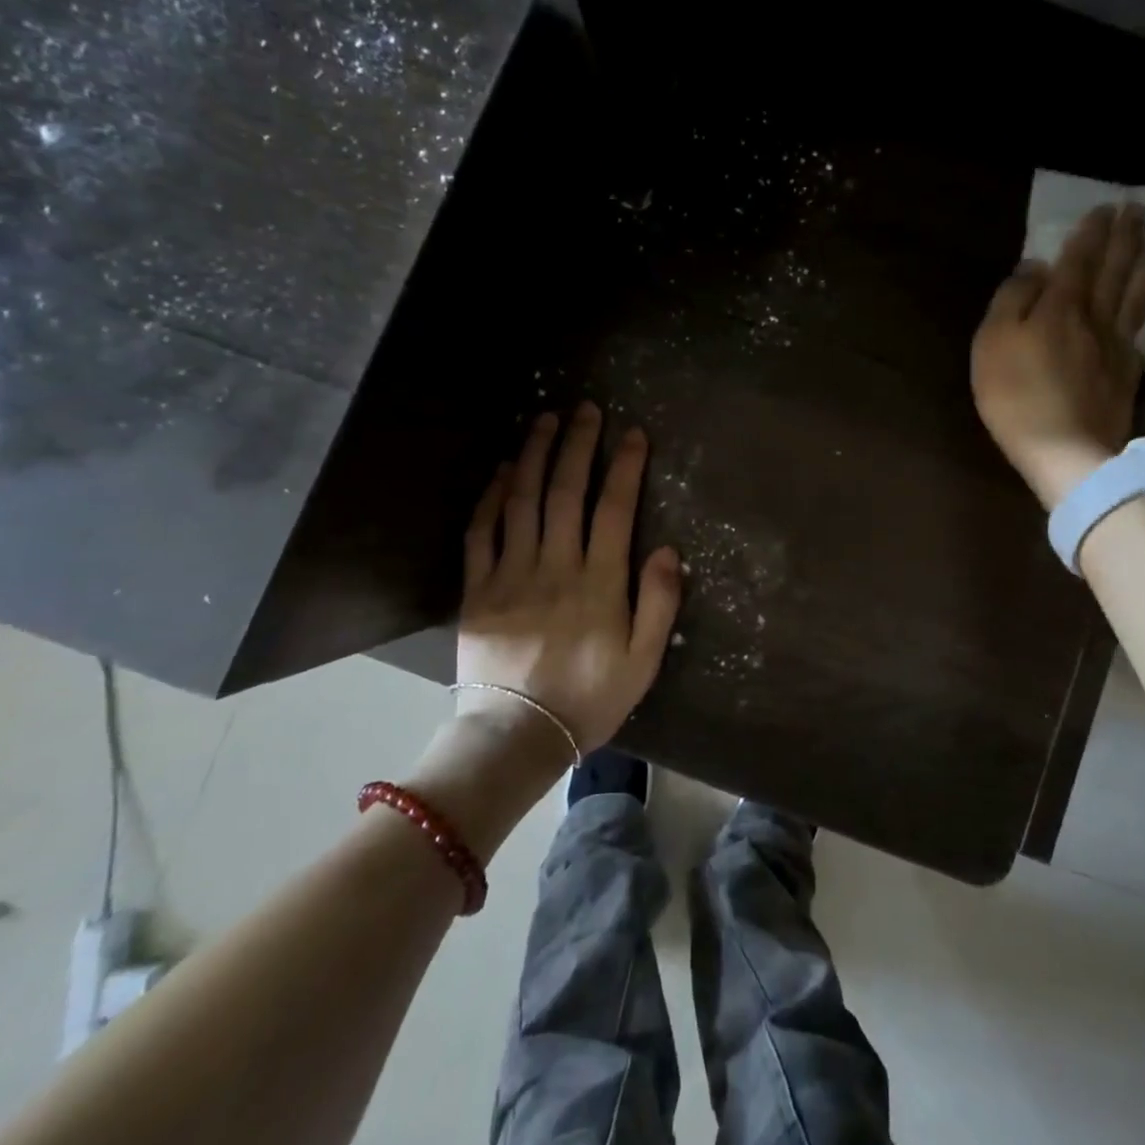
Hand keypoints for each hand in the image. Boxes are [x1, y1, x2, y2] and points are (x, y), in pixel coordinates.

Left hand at [449, 404, 682, 755]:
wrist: (517, 736)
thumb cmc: (589, 699)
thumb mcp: (643, 661)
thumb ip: (659, 602)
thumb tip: (667, 549)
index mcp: (599, 582)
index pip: (615, 508)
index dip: (625, 466)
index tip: (632, 433)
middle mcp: (555, 566)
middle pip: (566, 492)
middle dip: (577, 445)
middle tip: (585, 409)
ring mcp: (511, 574)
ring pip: (522, 501)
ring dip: (534, 455)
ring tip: (543, 420)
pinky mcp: (478, 590)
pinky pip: (482, 533)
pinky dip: (492, 497)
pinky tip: (502, 470)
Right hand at [971, 203, 1144, 510]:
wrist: (1064, 450)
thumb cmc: (1016, 395)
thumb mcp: (993, 343)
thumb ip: (1012, 300)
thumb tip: (1035, 268)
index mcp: (1060, 306)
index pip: (1079, 259)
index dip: (1091, 232)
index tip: (1105, 206)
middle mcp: (1094, 316)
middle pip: (1115, 269)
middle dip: (1125, 236)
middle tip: (1138, 208)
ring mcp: (1116, 344)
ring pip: (1134, 292)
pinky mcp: (1127, 371)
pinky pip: (1142, 326)